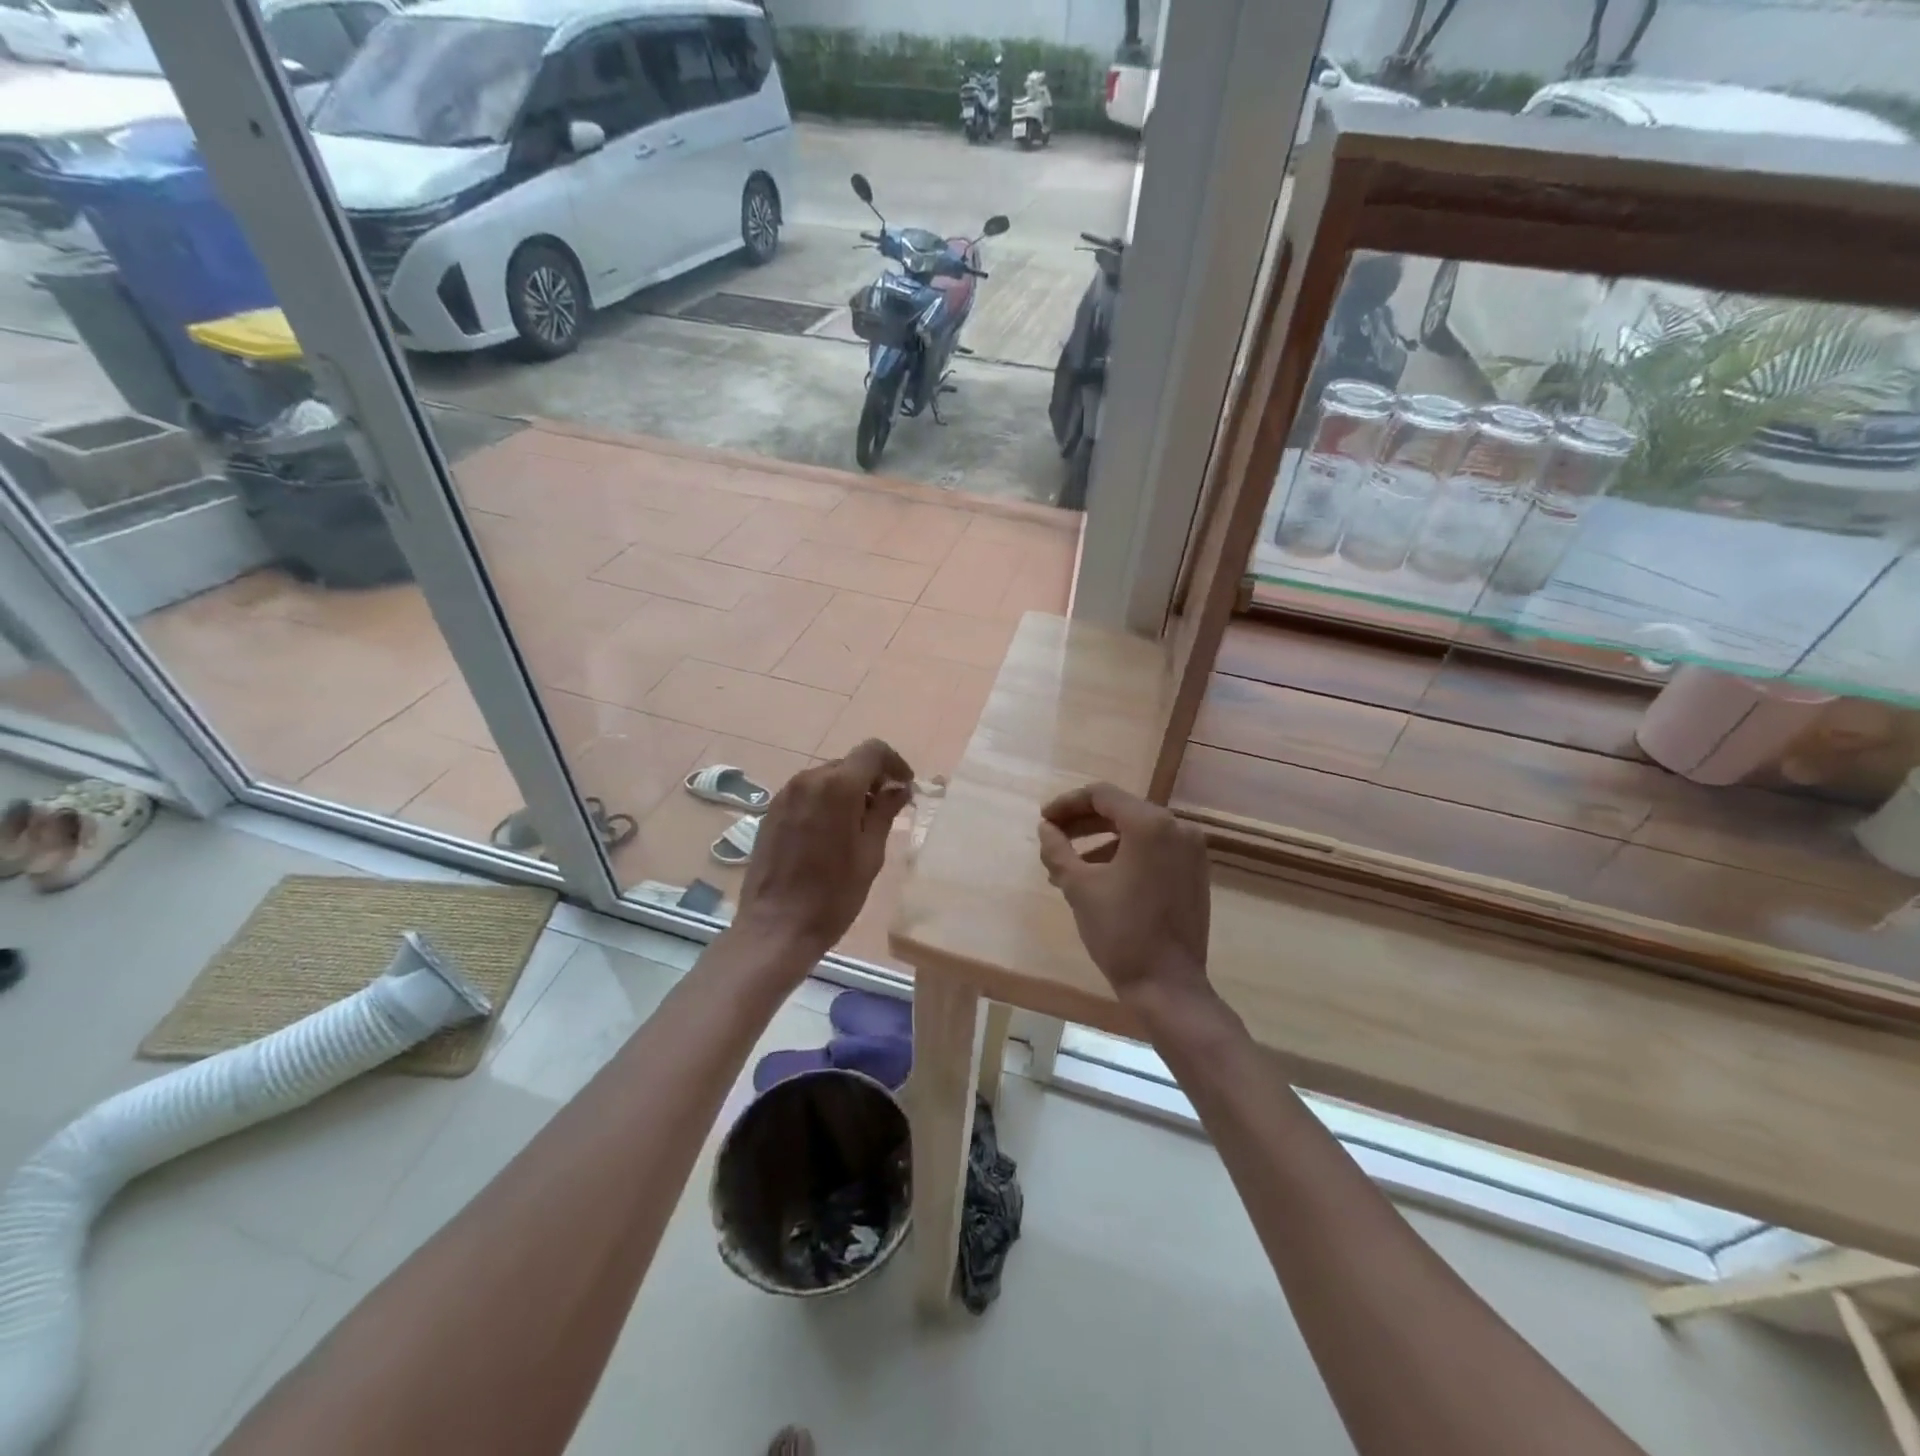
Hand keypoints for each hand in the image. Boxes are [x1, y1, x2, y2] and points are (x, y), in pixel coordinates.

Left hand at [734, 739, 913, 959]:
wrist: (776, 927)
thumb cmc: (833, 895)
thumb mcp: (870, 854)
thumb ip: (885, 813)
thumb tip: (898, 789)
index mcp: (837, 787)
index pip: (872, 751)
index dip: (894, 763)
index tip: (905, 786)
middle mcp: (808, 780)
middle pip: (848, 764)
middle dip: (871, 780)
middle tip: (886, 811)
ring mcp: (785, 795)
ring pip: (826, 778)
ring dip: (847, 791)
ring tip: (858, 826)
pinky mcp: (771, 812)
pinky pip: (806, 794)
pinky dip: (825, 802)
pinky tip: (830, 834)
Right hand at [1037, 782, 1211, 1007]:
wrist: (1167, 985)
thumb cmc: (1120, 931)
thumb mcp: (1079, 887)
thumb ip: (1058, 849)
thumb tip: (1046, 829)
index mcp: (1151, 824)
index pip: (1102, 795)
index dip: (1067, 804)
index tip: (1044, 821)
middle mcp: (1177, 828)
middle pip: (1120, 810)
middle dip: (1082, 823)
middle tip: (1052, 838)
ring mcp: (1191, 851)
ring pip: (1136, 832)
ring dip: (1100, 841)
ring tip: (1067, 866)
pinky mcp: (1194, 873)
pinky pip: (1153, 850)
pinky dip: (1124, 855)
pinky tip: (1098, 877)